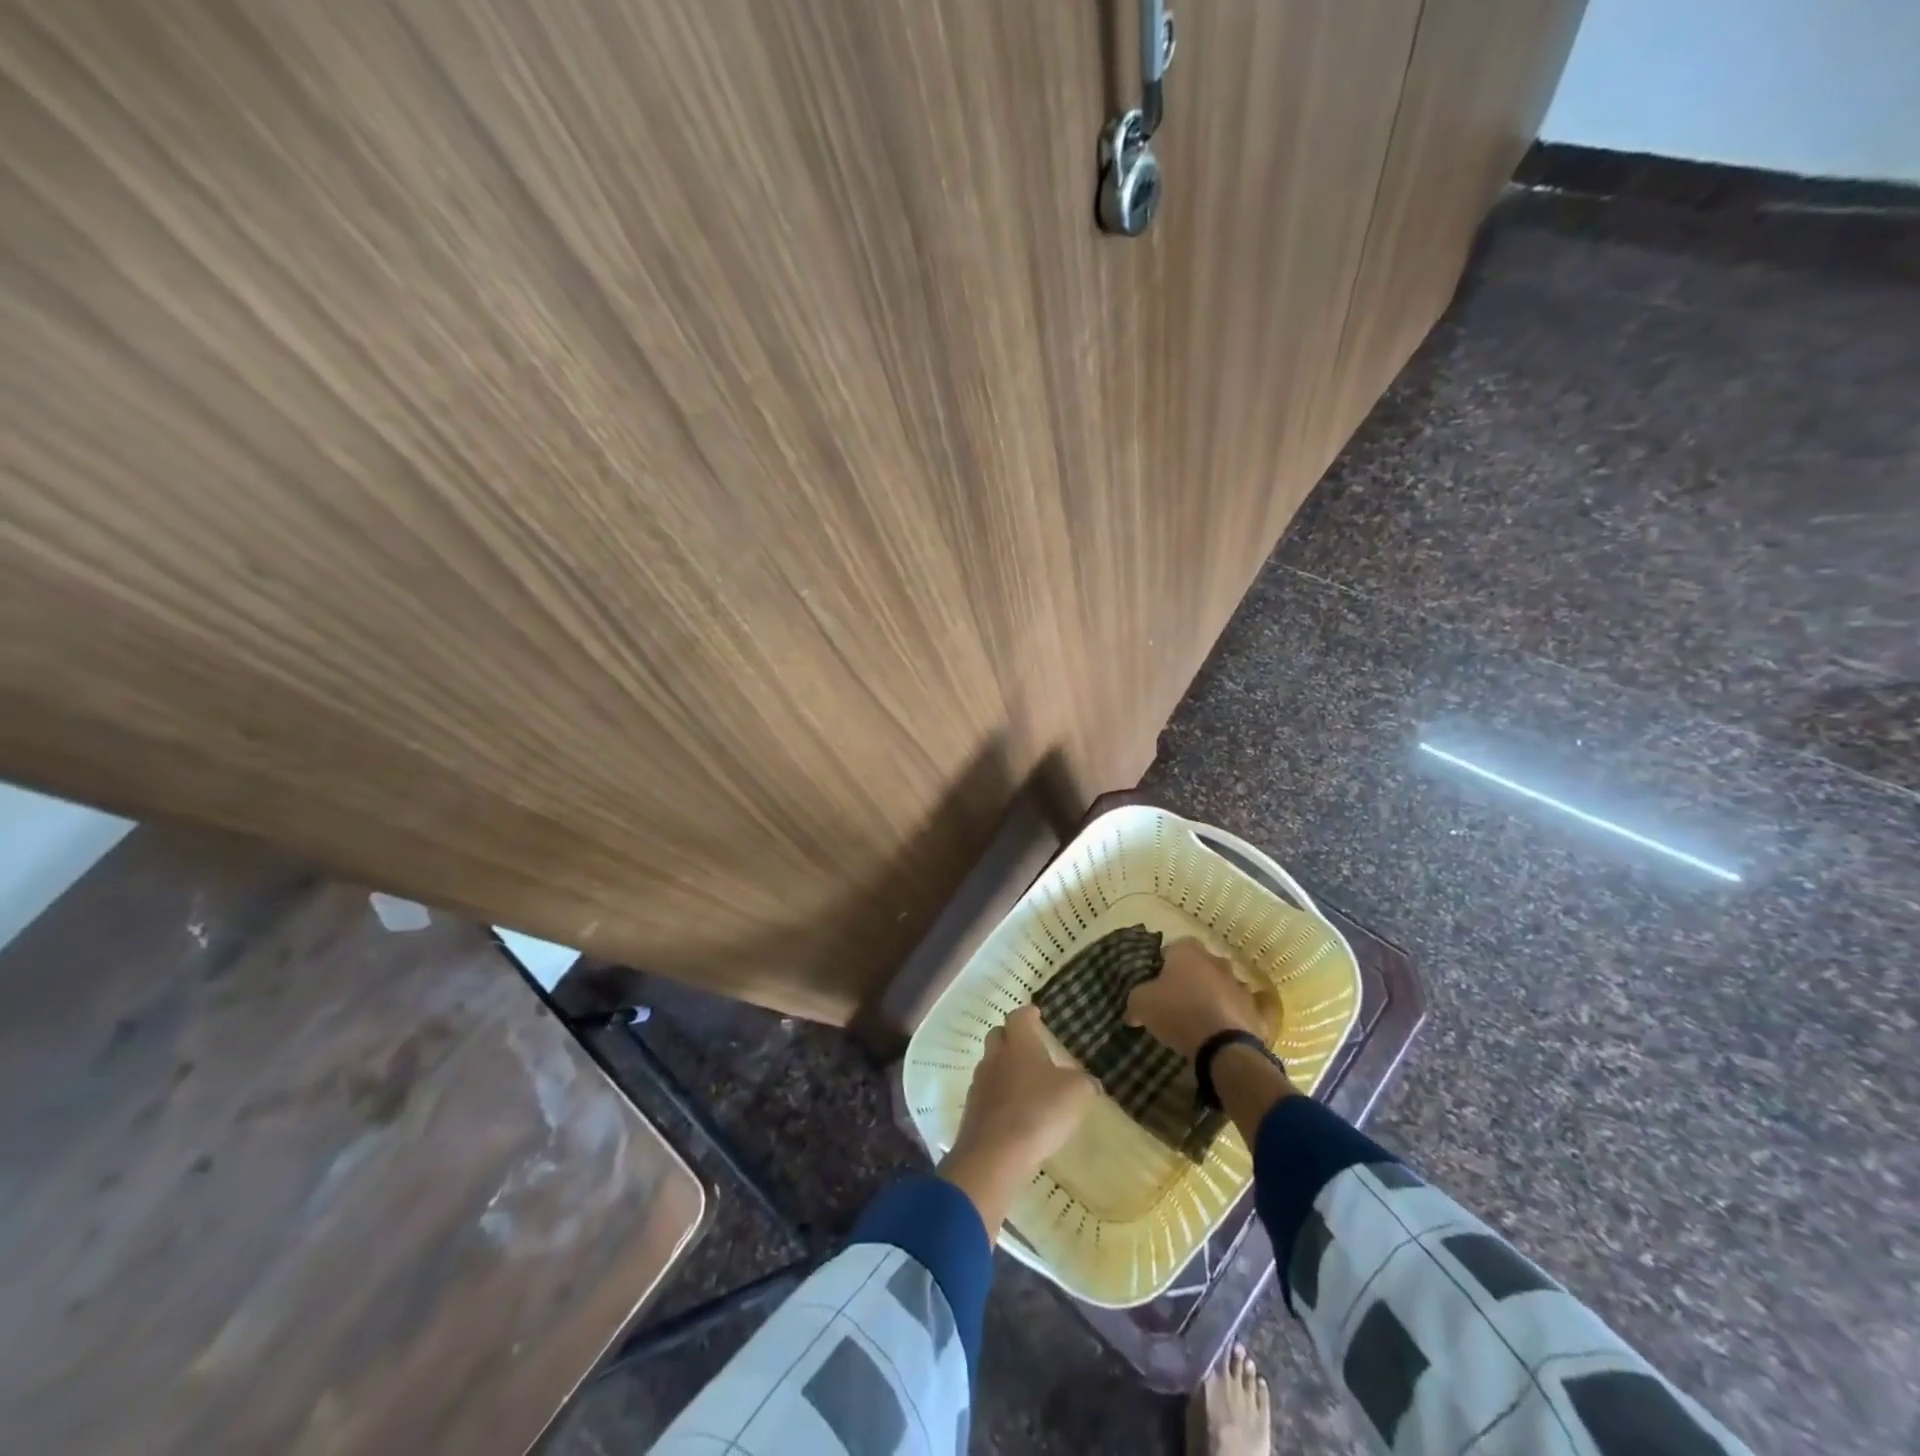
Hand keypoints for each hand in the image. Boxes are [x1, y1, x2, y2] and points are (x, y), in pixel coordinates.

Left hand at [951, 1005, 1097, 1170]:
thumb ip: (1084, 1082)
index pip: (1019, 1016)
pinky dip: (999, 1095)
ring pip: (991, 1064)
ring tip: (1025, 1083)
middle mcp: (995, 1056)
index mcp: (1019, 1043)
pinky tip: (1014, 1110)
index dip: (1028, 1014)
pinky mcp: (972, 1109)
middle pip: (998, 1035)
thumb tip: (1090, 1082)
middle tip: (1030, 1047)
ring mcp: (980, 1082)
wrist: (994, 1154)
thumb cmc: (1038, 1112)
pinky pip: (987, 1092)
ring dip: (1005, 1068)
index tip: (1036, 1015)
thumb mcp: (1075, 1094)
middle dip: (1012, 1037)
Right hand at [1124, 936, 1264, 1060]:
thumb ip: (1135, 1001)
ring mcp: (1240, 984)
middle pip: (1199, 965)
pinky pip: (1242, 1009)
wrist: (1224, 1046)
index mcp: (1188, 951)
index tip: (1156, 984)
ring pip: (1222, 985)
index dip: (1163, 965)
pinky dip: (1234, 1016)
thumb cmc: (1178, 1012)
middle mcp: (1216, 960)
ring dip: (1213, 996)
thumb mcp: (1141, 1004)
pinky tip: (1224, 1030)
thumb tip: (1132, 1011)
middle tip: (1176, 1001)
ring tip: (1200, 1019)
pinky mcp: (1257, 1009)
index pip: (1172, 948)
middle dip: (1190, 979)